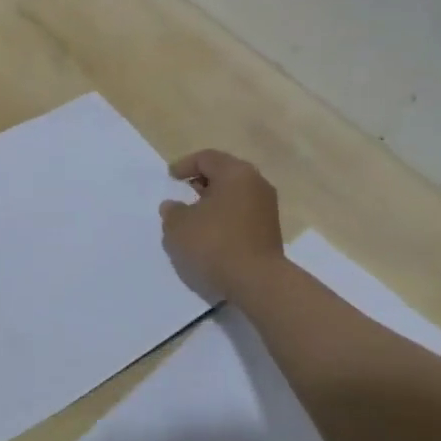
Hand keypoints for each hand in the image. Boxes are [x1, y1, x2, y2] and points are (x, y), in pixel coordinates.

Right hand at [159, 149, 286, 300]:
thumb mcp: (179, 226)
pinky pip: (242, 214)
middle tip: (182, 195)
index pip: (207, 158)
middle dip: (200, 183)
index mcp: (236, 173)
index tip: (170, 179)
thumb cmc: (214, 244)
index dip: (184, 166)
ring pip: (234, 196)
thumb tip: (174, 206)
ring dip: (213, 203)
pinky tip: (210, 235)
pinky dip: (225, 218)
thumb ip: (172, 211)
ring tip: (193, 218)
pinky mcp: (270, 231)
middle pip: (224, 174)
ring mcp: (267, 208)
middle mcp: (257, 184)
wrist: (257, 282)